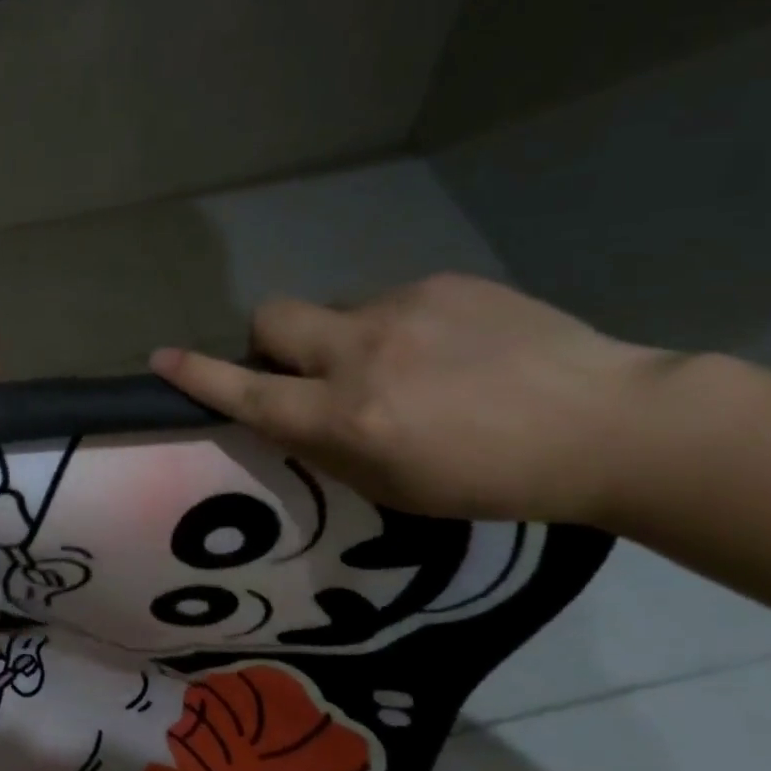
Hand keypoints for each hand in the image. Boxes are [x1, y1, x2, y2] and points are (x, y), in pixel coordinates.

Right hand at [151, 274, 674, 521]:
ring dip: (345, 340)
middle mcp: (361, 354)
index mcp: (348, 417)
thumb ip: (326, 445)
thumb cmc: (491, 480)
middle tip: (306, 368)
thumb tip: (289, 410)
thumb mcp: (391, 488)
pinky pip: (390, 302)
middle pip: (270, 318)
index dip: (199, 376)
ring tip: (410, 368)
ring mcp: (403, 309)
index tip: (161, 359)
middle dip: (268, 341)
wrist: (609, 425)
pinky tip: (452, 352)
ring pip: (334, 312)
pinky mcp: (444, 283)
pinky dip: (399, 328)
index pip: (249, 393)